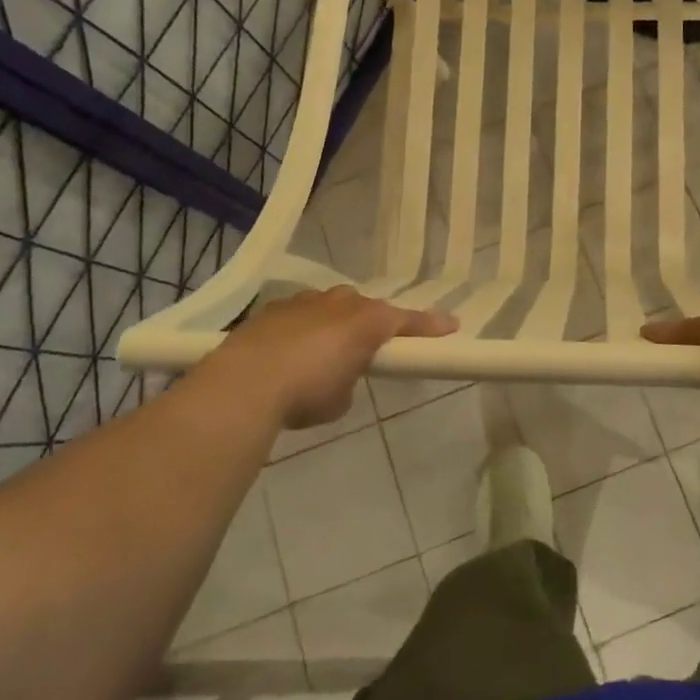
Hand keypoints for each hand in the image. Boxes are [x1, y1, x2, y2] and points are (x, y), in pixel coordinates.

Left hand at [204, 287, 456, 428]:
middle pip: (366, 308)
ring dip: (334, 324)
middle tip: (369, 349)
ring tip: (323, 354)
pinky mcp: (274, 309)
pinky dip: (302, 331)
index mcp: (367, 321)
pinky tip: (288, 354)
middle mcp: (341, 302)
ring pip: (331, 307)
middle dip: (371, 324)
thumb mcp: (340, 398)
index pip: (407, 321)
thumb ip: (350, 380)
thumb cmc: (307, 391)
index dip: (430, 326)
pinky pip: (300, 315)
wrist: (247, 381)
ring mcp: (305, 301)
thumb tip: (338, 375)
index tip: (452, 326)